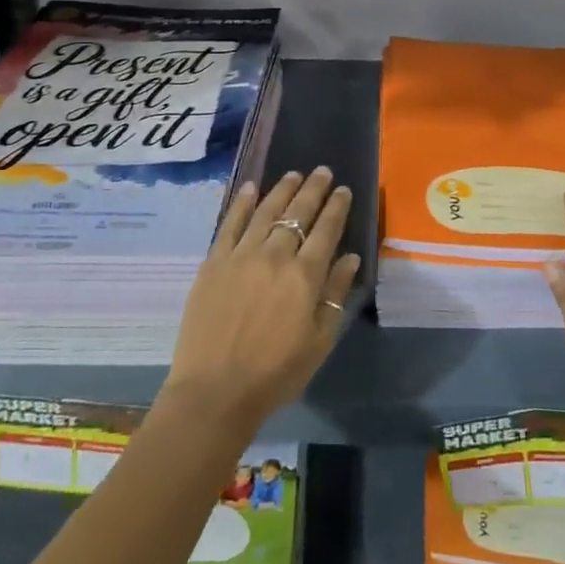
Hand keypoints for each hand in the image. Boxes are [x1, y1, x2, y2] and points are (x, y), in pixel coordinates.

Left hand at [162, 168, 359, 435]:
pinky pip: (230, 224)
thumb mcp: (319, 341)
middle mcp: (275, 256)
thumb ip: (335, 295)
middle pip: (298, 213)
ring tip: (294, 174)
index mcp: (304, 276)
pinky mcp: (213, 262)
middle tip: (323, 172)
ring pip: (266, 211)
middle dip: (313, 189)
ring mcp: (241, 256)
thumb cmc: (275, 373)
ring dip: (282, 189)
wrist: (214, 392)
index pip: (326, 230)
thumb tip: (351, 257)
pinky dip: (242, 203)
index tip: (344, 190)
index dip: (337, 207)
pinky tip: (251, 188)